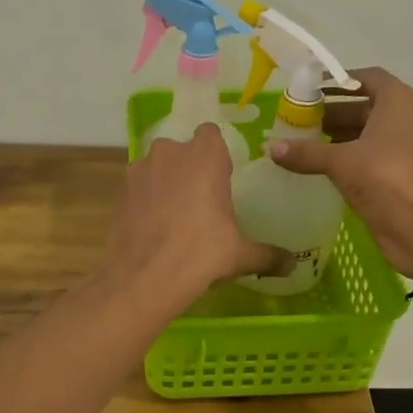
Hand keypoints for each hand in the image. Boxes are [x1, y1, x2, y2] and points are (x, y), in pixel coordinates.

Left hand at [105, 124, 290, 302]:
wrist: (143, 278)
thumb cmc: (201, 254)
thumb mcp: (240, 256)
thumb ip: (268, 255)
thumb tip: (293, 266)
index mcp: (203, 157)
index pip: (211, 133)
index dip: (217, 153)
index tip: (223, 178)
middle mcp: (169, 153)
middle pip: (182, 150)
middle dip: (190, 168)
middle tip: (202, 201)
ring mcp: (138, 171)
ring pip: (157, 168)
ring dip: (166, 183)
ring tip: (176, 217)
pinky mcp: (119, 192)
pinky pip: (139, 188)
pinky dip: (146, 201)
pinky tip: (155, 229)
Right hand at [268, 67, 412, 275]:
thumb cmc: (385, 178)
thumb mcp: (341, 161)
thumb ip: (306, 152)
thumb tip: (270, 147)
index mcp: (397, 102)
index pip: (366, 78)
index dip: (338, 80)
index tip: (308, 89)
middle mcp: (401, 118)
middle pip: (361, 105)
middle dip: (329, 111)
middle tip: (295, 118)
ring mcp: (398, 146)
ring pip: (361, 132)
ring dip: (333, 135)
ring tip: (298, 140)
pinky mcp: (392, 172)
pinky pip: (362, 154)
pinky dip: (341, 155)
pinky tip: (314, 163)